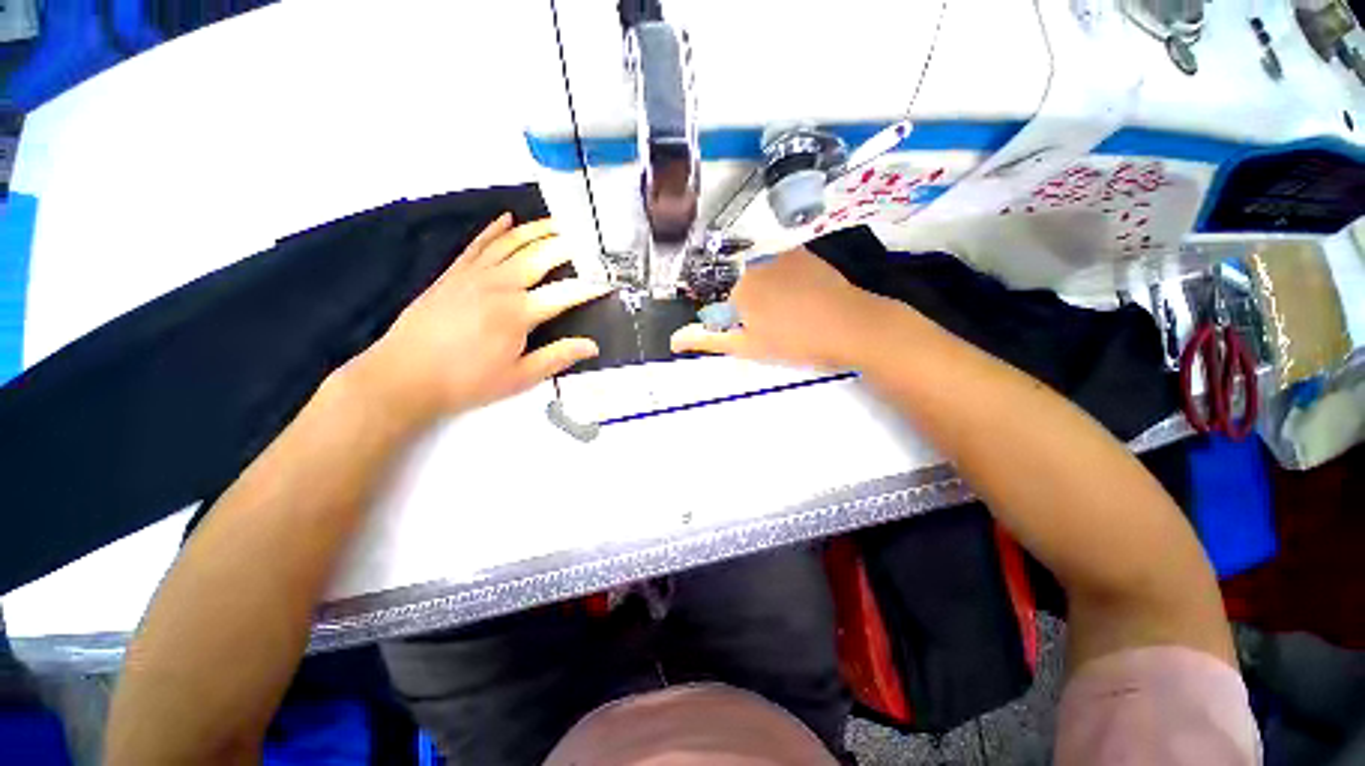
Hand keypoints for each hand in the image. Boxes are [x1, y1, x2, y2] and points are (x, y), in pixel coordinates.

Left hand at [348, 214, 610, 427]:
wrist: (403, 376)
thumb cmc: (466, 381)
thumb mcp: (519, 377)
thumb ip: (558, 357)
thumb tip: (592, 346)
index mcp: (519, 312)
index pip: (566, 293)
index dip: (592, 286)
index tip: (611, 279)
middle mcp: (499, 284)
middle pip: (541, 255)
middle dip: (569, 244)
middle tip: (590, 237)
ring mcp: (474, 274)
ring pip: (512, 242)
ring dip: (538, 229)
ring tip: (560, 222)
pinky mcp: (454, 273)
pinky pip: (479, 244)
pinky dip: (495, 230)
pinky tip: (508, 219)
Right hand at [670, 247, 887, 368]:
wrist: (851, 326)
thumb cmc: (795, 341)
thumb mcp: (748, 346)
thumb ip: (709, 340)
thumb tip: (674, 339)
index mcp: (739, 289)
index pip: (728, 308)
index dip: (743, 325)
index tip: (763, 336)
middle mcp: (756, 264)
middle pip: (744, 288)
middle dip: (755, 307)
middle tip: (780, 327)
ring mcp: (782, 255)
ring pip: (764, 276)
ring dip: (771, 292)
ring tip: (796, 313)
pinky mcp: (804, 253)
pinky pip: (784, 266)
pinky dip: (787, 280)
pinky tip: (806, 297)